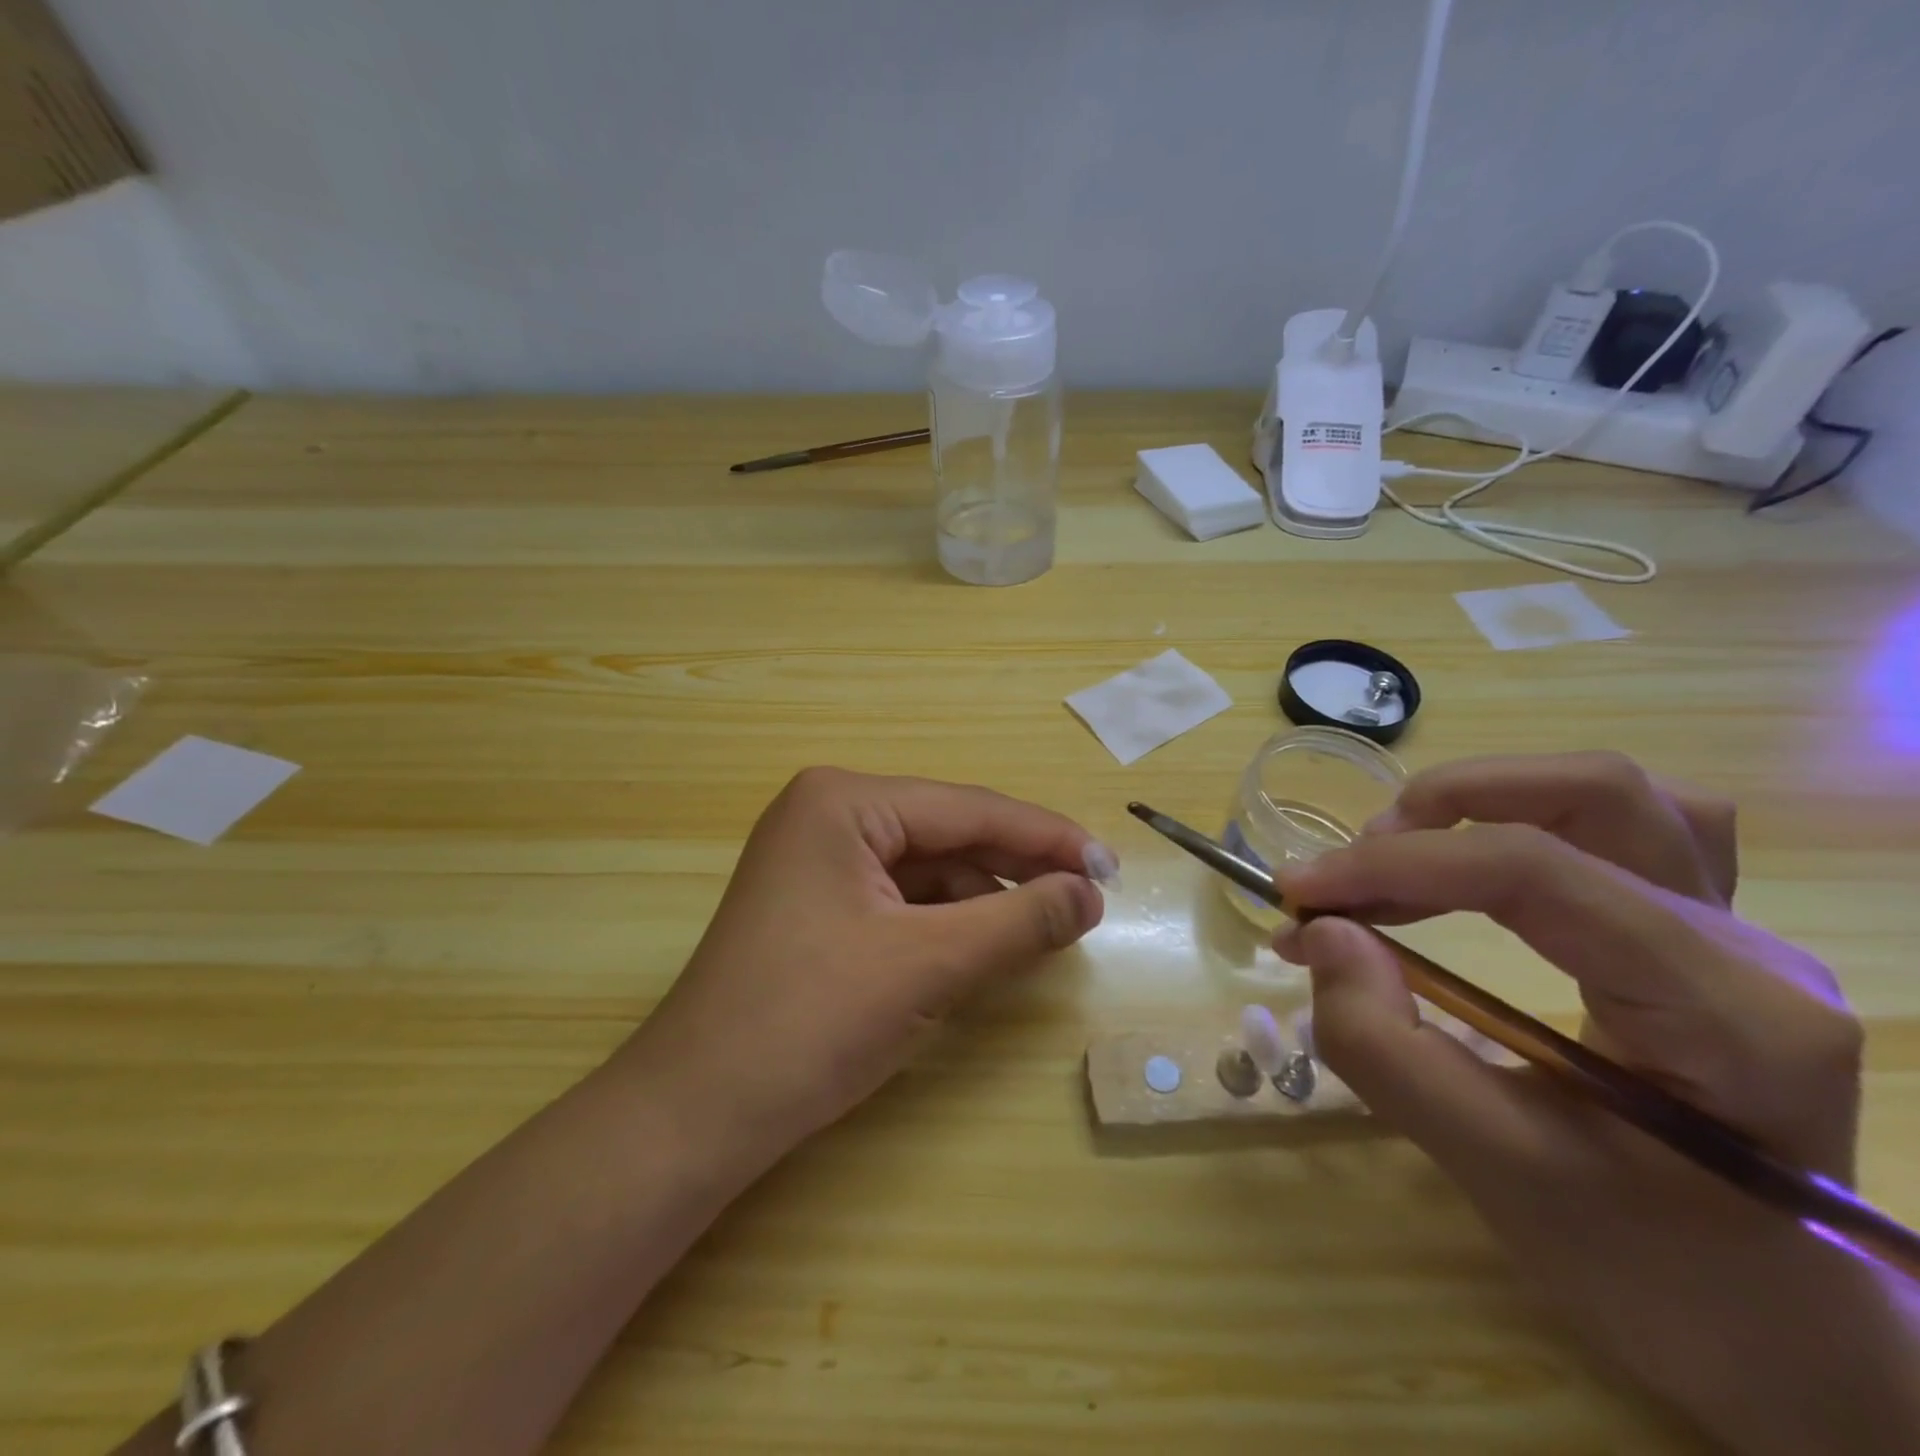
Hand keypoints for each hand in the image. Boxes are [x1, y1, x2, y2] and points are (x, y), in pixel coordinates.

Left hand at [622, 767, 1107, 1155]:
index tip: (1109, 866)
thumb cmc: (810, 1022)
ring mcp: (817, 859)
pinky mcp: (817, 904)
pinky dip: (947, 920)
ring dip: (984, 896)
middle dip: (1016, 866)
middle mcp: (827, 814)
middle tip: (1089, 896)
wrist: (696, 1114)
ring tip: (1046, 926)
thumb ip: (1018, 920)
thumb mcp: (928, 964)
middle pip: (947, 833)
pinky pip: (900, 898)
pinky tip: (986, 942)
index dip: (1045, 836)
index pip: (967, 809)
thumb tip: (1089, 893)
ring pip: (927, 868)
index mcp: (843, 801)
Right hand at [1275, 753, 1916, 1453]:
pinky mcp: (1700, 936)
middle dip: (1446, 808)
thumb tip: (1319, 932)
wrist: (1772, 1332)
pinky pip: (1627, 829)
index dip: (1397, 864)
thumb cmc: (1648, 1269)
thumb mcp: (1497, 1174)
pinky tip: (1479, 860)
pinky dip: (1531, 818)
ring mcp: (1736, 933)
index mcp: (1725, 1013)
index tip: (1298, 890)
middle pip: (1595, 794)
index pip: (1535, 873)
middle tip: (1355, 868)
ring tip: (1403, 851)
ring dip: (1488, 801)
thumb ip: (1388, 1048)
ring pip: (1614, 795)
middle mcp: (1747, 947)